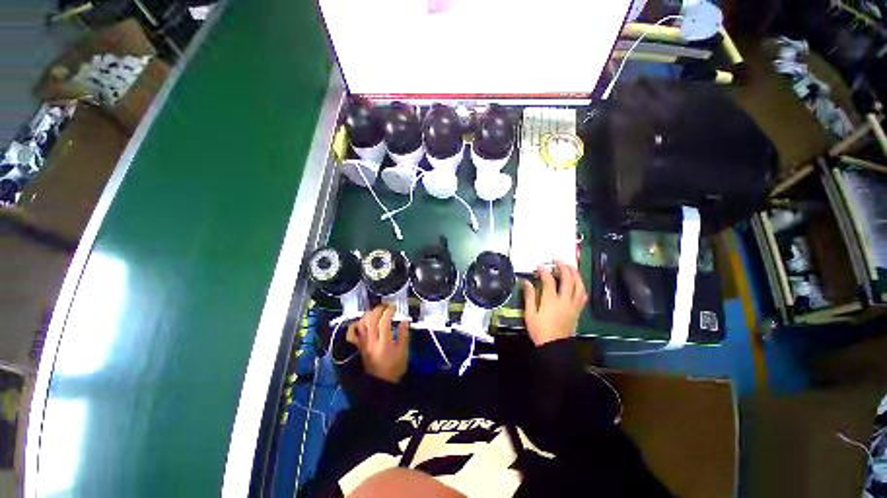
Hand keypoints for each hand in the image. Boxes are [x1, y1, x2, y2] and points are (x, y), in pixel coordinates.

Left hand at [346, 305, 409, 382]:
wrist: (380, 384)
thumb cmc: (395, 368)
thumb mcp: (403, 351)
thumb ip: (404, 334)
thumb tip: (404, 320)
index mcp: (384, 343)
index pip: (384, 321)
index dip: (389, 311)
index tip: (395, 308)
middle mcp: (371, 341)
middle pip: (372, 319)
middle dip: (380, 309)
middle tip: (387, 307)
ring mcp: (362, 344)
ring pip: (362, 323)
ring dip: (369, 314)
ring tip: (377, 311)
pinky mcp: (358, 347)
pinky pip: (352, 333)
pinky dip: (356, 324)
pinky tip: (362, 321)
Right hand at [523, 260, 587, 345]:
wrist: (555, 347)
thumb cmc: (540, 331)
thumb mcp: (530, 314)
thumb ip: (529, 296)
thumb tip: (526, 282)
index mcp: (551, 302)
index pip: (549, 281)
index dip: (544, 271)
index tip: (539, 264)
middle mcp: (564, 301)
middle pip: (568, 280)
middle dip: (564, 268)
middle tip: (559, 260)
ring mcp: (573, 306)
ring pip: (579, 286)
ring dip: (576, 275)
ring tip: (571, 267)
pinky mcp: (578, 311)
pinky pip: (583, 295)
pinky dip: (581, 286)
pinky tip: (578, 282)